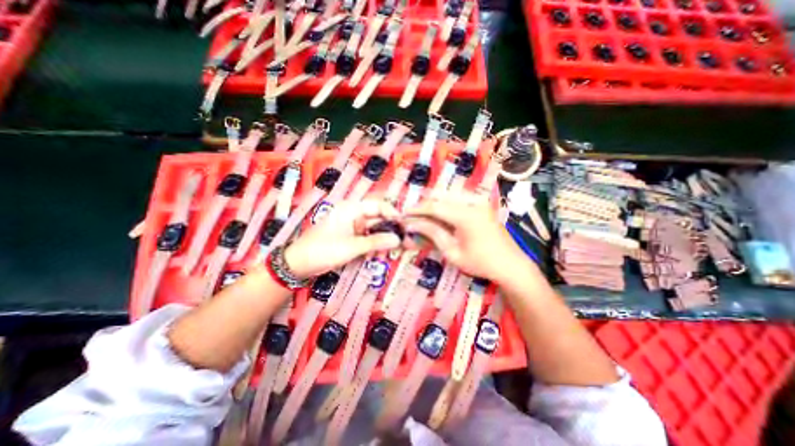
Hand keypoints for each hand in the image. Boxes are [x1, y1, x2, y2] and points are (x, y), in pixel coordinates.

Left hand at [284, 199, 404, 278]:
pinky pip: (366, 237)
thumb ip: (376, 242)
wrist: (298, 264)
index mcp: (351, 209)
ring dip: (381, 239)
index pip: (378, 205)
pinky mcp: (349, 236)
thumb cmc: (323, 250)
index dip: (392, 214)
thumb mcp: (352, 246)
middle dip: (388, 230)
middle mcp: (352, 214)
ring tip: (389, 251)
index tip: (403, 227)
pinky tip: (377, 253)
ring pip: (372, 229)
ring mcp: (350, 225)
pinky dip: (372, 244)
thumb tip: (398, 239)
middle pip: (377, 218)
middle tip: (400, 243)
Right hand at [404, 190, 526, 281]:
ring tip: (423, 215)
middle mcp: (473, 202)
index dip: (417, 209)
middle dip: (424, 204)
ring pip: (449, 194)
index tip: (404, 214)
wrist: (510, 264)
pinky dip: (445, 203)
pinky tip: (439, 213)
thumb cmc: (480, 263)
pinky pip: (458, 198)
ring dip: (434, 202)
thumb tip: (413, 224)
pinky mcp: (482, 204)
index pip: (434, 206)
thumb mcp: (452, 252)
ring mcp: (479, 201)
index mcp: (466, 215)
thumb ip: (433, 234)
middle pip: (441, 196)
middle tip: (412, 215)